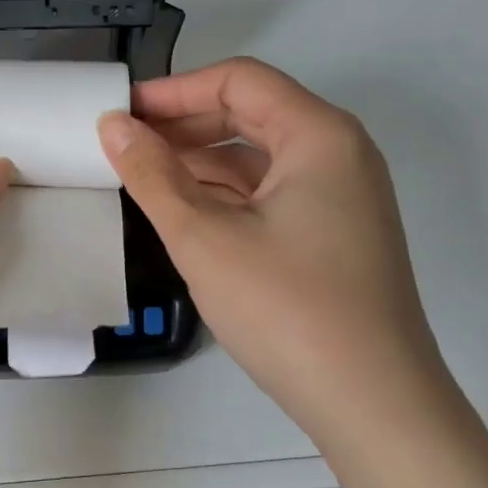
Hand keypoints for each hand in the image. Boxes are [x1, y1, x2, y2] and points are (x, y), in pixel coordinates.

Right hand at [98, 58, 444, 438]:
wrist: (374, 406)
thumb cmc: (287, 308)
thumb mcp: (204, 237)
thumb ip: (152, 175)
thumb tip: (113, 125)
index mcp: (319, 135)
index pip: (238, 81)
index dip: (173, 90)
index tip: (121, 111)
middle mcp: (338, 154)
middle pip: (251, 113)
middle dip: (184, 125)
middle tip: (124, 144)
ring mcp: (341, 197)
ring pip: (259, 157)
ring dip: (200, 161)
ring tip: (142, 177)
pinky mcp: (334, 235)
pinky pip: (271, 193)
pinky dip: (225, 194)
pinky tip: (183, 212)